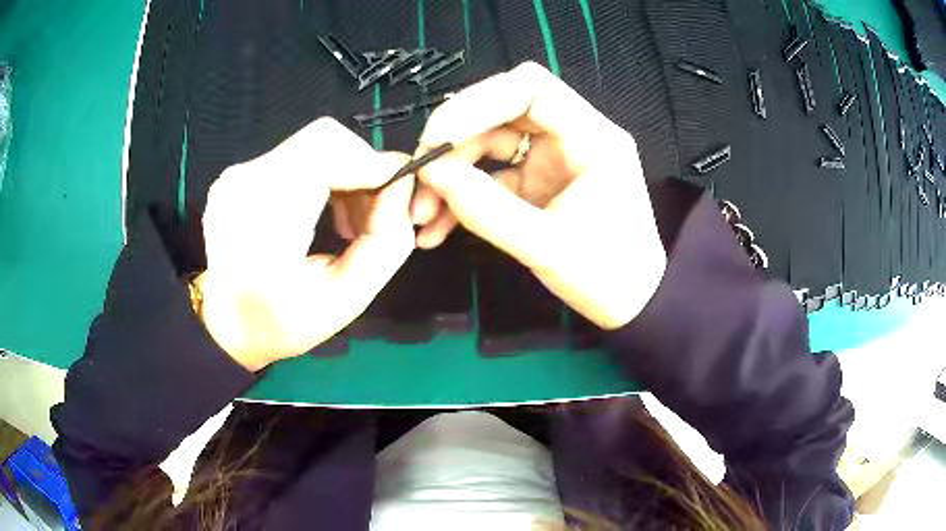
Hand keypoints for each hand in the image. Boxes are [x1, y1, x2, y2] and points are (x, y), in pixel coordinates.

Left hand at [197, 118, 414, 370]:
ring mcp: (236, 175)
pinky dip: (325, 174)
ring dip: (346, 172)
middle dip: (363, 168)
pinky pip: (297, 155)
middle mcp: (242, 186)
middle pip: (323, 139)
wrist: (226, 324)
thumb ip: (388, 241)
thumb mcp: (348, 299)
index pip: (326, 153)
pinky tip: (327, 210)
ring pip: (314, 143)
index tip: (396, 199)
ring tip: (350, 222)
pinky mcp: (240, 172)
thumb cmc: (282, 323)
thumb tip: (400, 187)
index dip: (372, 164)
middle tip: (374, 215)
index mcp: (260, 225)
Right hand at [411, 62, 665, 329]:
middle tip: (420, 179)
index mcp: (591, 137)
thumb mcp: (545, 245)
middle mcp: (571, 137)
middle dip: (455, 144)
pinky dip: (463, 196)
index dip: (476, 103)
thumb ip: (485, 209)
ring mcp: (553, 159)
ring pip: (490, 144)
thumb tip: (431, 173)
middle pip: (501, 112)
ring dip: (452, 174)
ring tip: (421, 215)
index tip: (436, 139)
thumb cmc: (607, 277)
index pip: (530, 88)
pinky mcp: (538, 182)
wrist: (631, 306)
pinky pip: (492, 176)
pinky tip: (437, 226)